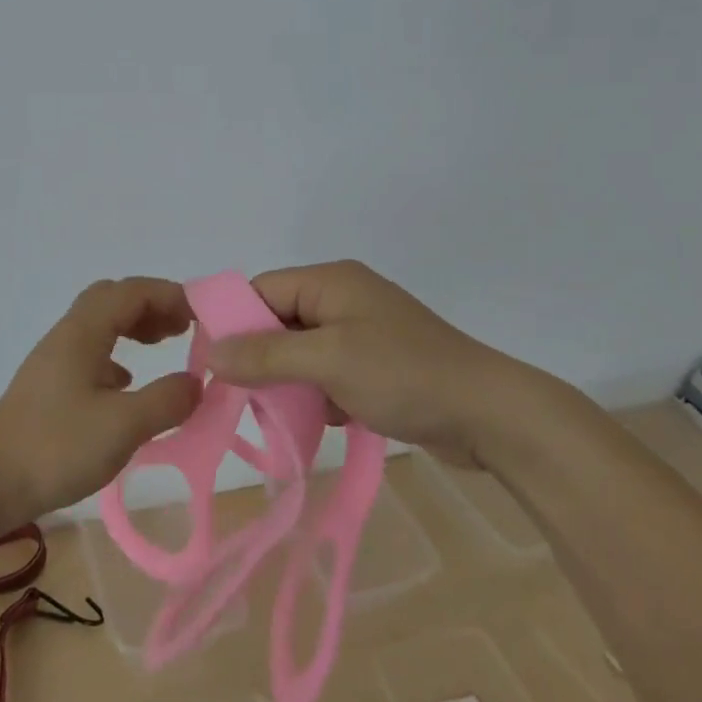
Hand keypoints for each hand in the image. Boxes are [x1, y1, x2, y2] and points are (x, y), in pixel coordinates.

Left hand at [0, 278, 201, 523]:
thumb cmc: (56, 447)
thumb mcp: (123, 425)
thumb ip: (166, 400)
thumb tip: (197, 383)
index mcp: (84, 332)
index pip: (133, 292)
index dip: (171, 295)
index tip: (205, 317)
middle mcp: (68, 336)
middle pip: (113, 299)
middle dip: (152, 305)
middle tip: (184, 329)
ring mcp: (55, 361)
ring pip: (100, 325)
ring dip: (134, 328)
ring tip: (164, 347)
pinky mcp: (50, 387)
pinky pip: (90, 353)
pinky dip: (117, 356)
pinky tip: (127, 385)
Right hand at [203, 260, 584, 467]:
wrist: (490, 415)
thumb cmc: (405, 375)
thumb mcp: (328, 361)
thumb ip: (266, 355)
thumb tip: (211, 352)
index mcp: (330, 281)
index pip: (261, 290)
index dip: (233, 323)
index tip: (212, 366)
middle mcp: (342, 298)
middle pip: (278, 322)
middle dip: (261, 359)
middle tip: (244, 398)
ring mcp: (361, 332)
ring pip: (300, 352)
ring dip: (290, 383)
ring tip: (284, 415)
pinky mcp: (375, 364)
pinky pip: (327, 373)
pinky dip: (318, 395)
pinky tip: (327, 419)